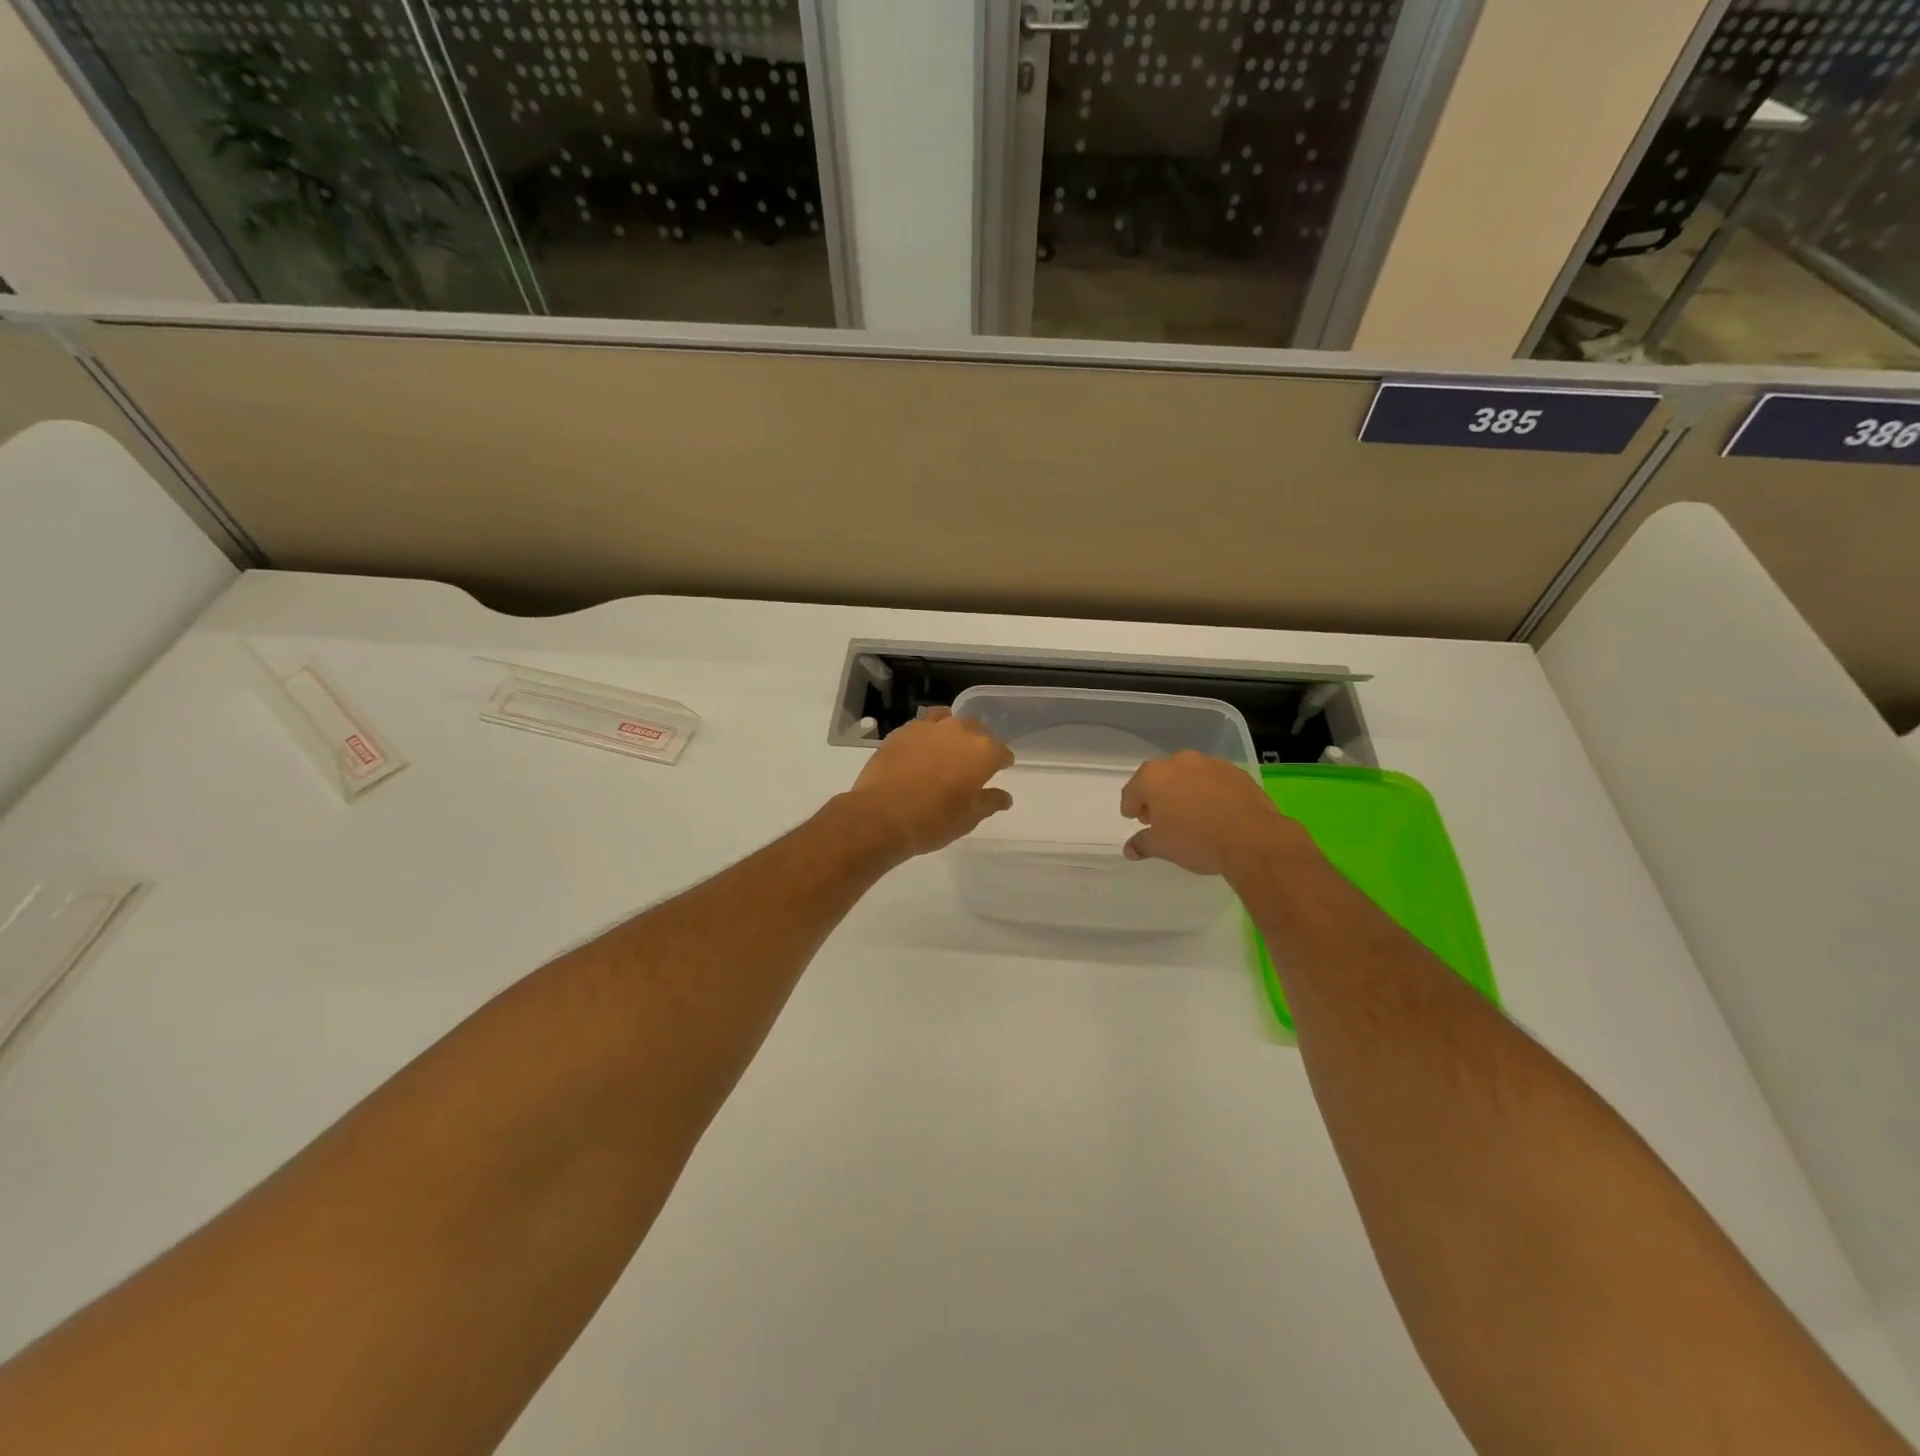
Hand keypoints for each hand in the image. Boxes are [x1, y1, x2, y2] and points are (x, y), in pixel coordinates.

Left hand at [847, 709, 1014, 857]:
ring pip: (949, 721)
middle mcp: (960, 731)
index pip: (1002, 752)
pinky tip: (921, 749)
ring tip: (945, 751)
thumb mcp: (968, 818)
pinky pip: (923, 725)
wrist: (881, 816)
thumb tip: (1004, 797)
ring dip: (952, 734)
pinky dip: (928, 735)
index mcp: (983, 752)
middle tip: (970, 765)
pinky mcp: (903, 730)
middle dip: (977, 744)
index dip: (1001, 763)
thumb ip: (989, 802)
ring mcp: (929, 727)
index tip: (997, 772)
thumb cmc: (933, 821)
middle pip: (977, 731)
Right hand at [1120, 750, 1309, 877]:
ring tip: (1190, 815)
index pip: (1132, 791)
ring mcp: (1210, 764)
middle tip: (1160, 818)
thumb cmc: (1196, 840)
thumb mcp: (1162, 847)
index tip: (1134, 818)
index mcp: (1154, 777)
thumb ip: (1142, 844)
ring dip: (1183, 791)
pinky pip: (1213, 780)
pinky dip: (1208, 792)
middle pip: (1160, 779)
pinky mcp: (1236, 772)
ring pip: (1188, 776)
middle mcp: (1179, 762)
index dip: (1130, 806)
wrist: (1252, 838)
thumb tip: (1129, 849)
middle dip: (1157, 797)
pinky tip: (1215, 811)